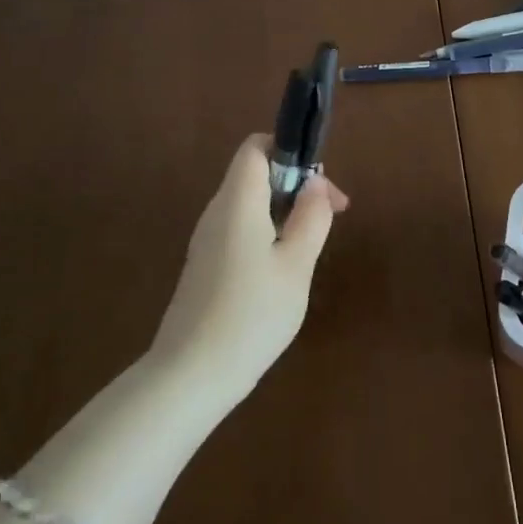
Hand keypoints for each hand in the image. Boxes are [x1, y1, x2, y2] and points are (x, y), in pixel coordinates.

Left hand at [148, 135, 349, 408]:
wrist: (190, 376)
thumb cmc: (251, 314)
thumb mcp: (296, 265)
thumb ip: (311, 217)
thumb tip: (317, 182)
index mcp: (238, 201)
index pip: (256, 147)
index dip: (290, 150)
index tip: (321, 183)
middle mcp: (217, 212)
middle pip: (256, 174)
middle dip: (297, 184)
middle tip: (332, 216)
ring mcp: (208, 240)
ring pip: (251, 204)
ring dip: (286, 211)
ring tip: (313, 244)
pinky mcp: (206, 266)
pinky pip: (241, 230)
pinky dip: (269, 233)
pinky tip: (286, 269)